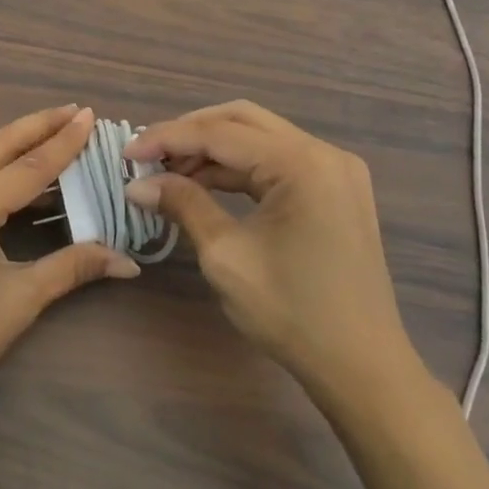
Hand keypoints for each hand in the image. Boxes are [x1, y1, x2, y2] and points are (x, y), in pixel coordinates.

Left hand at [0, 105, 138, 420]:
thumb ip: (71, 268)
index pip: (27, 168)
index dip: (63, 142)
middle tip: (77, 111)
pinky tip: (20, 166)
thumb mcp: (17, 303)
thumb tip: (127, 261)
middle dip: (39, 125)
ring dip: (17, 140)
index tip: (91, 116)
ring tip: (56, 129)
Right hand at [125, 101, 421, 402]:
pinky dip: (239, 167)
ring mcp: (334, 169)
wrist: (363, 369)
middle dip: (190, 132)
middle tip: (148, 155)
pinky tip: (204, 183)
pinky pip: (277, 160)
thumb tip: (138, 184)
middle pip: (241, 120)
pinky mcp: (335, 189)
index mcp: (301, 163)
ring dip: (212, 149)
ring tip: (168, 171)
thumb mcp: (226, 256)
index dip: (167, 139)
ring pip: (259, 137)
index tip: (126, 153)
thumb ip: (183, 204)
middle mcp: (323, 152)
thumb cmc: (292, 313)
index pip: (219, 133)